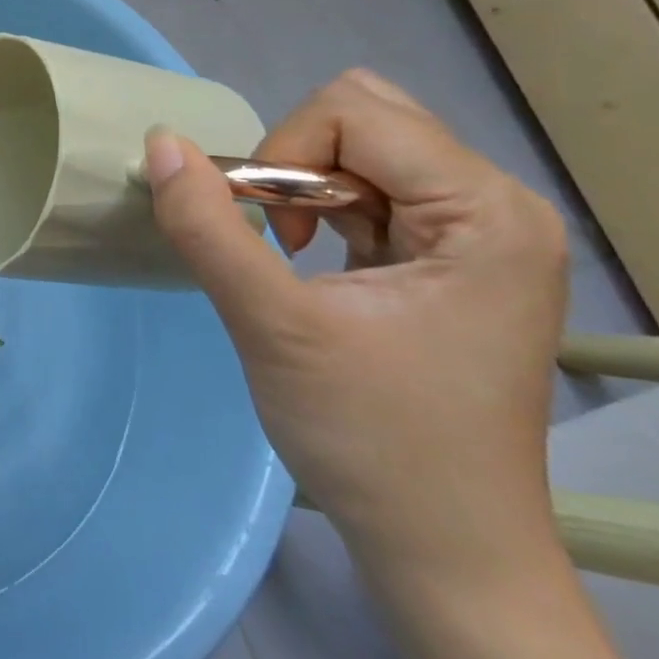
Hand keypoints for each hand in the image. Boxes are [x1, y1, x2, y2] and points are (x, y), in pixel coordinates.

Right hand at [143, 69, 568, 587]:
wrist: (440, 544)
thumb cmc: (369, 437)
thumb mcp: (271, 326)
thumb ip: (207, 227)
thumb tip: (160, 143)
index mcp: (485, 212)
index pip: (355, 114)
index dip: (283, 157)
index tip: (264, 237)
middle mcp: (498, 206)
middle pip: (366, 119)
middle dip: (296, 164)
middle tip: (276, 241)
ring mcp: (481, 234)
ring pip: (363, 151)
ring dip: (304, 189)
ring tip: (289, 257)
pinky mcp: (454, 259)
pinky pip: (373, 191)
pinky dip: (321, 210)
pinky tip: (310, 264)